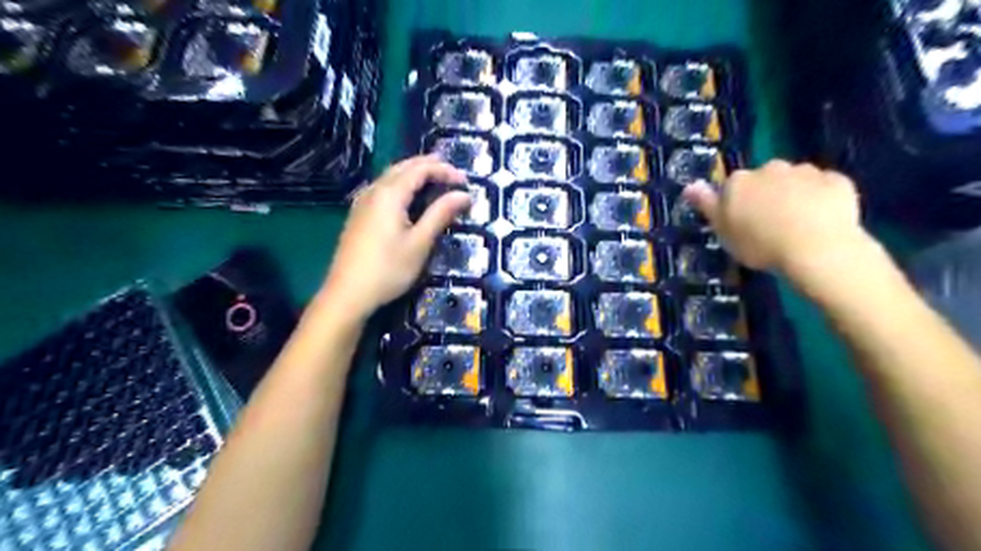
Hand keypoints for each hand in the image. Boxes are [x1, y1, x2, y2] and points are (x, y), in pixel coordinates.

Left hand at [324, 155, 471, 319]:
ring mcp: (362, 202)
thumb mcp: (420, 243)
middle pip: (403, 167)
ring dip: (414, 173)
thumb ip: (441, 214)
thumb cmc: (388, 269)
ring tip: (435, 179)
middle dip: (429, 166)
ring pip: (390, 176)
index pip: (420, 169)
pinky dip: (401, 184)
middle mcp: (373, 191)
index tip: (466, 182)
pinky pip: (382, 188)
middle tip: (453, 174)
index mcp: (389, 194)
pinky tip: (407, 196)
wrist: (347, 294)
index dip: (445, 170)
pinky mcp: (358, 215)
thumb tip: (464, 195)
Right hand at [684, 160, 872, 278]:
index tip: (742, 224)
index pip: (732, 187)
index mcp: (739, 181)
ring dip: (794, 195)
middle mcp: (770, 168)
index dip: (737, 204)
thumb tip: (689, 185)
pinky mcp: (838, 181)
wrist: (816, 248)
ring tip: (798, 225)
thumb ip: (706, 205)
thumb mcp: (723, 230)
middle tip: (770, 225)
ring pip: (795, 181)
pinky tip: (823, 220)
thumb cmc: (759, 243)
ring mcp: (806, 172)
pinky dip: (822, 198)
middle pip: (765, 179)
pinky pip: (825, 187)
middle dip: (767, 195)